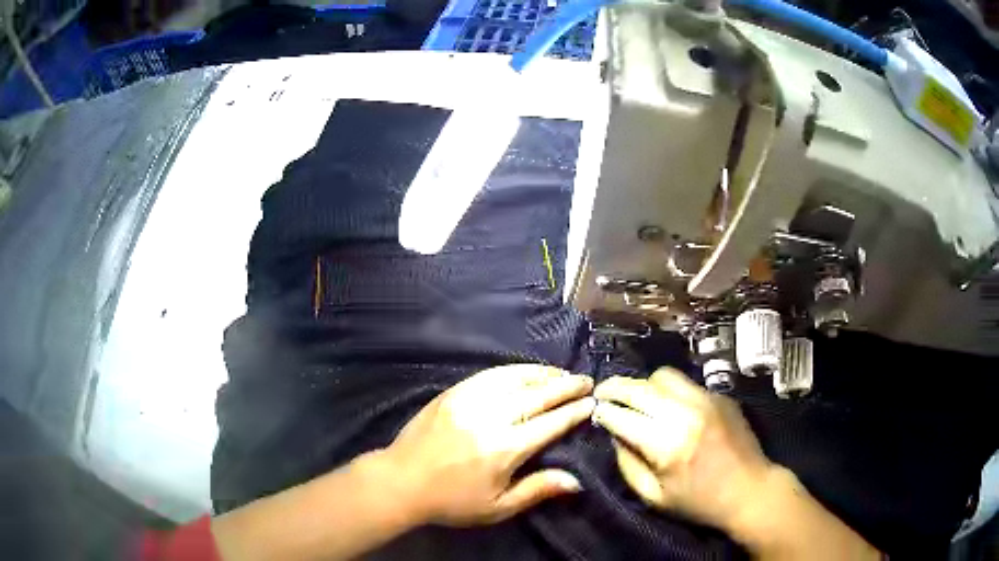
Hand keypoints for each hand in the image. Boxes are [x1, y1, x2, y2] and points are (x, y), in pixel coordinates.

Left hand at [383, 364, 594, 526]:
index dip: (573, 412)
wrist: (402, 481)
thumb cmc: (453, 501)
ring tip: (561, 373)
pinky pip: (489, 375)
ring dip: (542, 374)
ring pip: (515, 379)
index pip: (550, 423)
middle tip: (585, 380)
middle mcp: (491, 418)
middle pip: (537, 396)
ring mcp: (469, 400)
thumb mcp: (497, 507)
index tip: (591, 402)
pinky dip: (513, 370)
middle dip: (565, 386)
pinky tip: (525, 371)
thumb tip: (576, 480)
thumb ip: (537, 490)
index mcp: (505, 448)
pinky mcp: (453, 393)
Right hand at [592, 367, 773, 531]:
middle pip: (640, 388)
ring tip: (635, 397)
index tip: (593, 410)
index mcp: (667, 445)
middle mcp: (686, 414)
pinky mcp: (720, 395)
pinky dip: (669, 391)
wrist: (750, 490)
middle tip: (602, 392)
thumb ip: (628, 465)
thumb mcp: (654, 497)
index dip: (603, 411)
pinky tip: (667, 404)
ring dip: (643, 385)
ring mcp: (707, 400)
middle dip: (615, 388)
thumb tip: (615, 435)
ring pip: (663, 376)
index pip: (623, 416)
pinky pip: (686, 383)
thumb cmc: (699, 502)